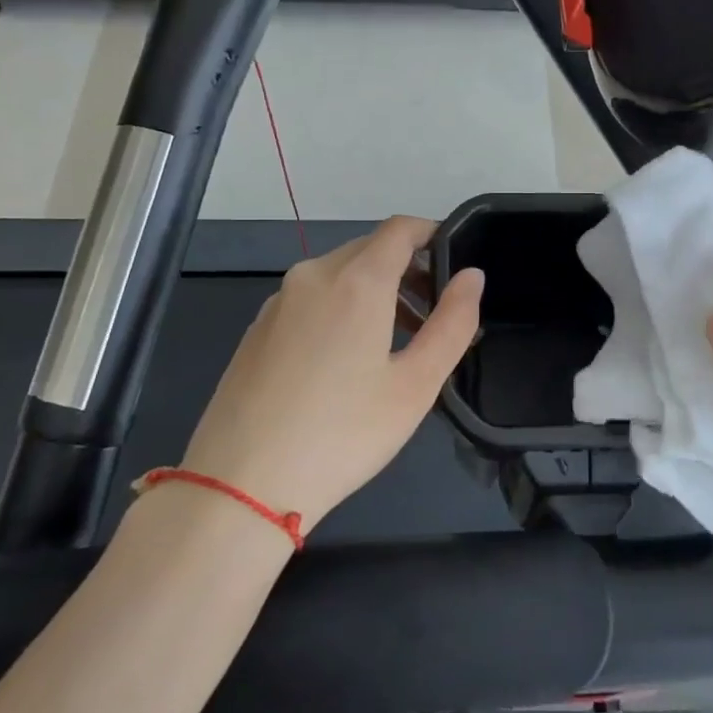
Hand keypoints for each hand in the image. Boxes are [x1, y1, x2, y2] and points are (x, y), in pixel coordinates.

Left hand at [178, 217, 483, 533]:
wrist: (240, 484)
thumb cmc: (343, 434)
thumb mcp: (415, 385)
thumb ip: (452, 323)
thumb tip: (472, 276)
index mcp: (356, 280)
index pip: (400, 229)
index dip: (432, 234)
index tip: (454, 263)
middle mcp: (312, 276)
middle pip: (369, 250)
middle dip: (407, 270)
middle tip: (434, 316)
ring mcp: (278, 302)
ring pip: (337, 276)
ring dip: (374, 292)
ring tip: (397, 344)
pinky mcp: (257, 329)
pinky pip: (310, 300)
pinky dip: (340, 309)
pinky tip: (345, 363)